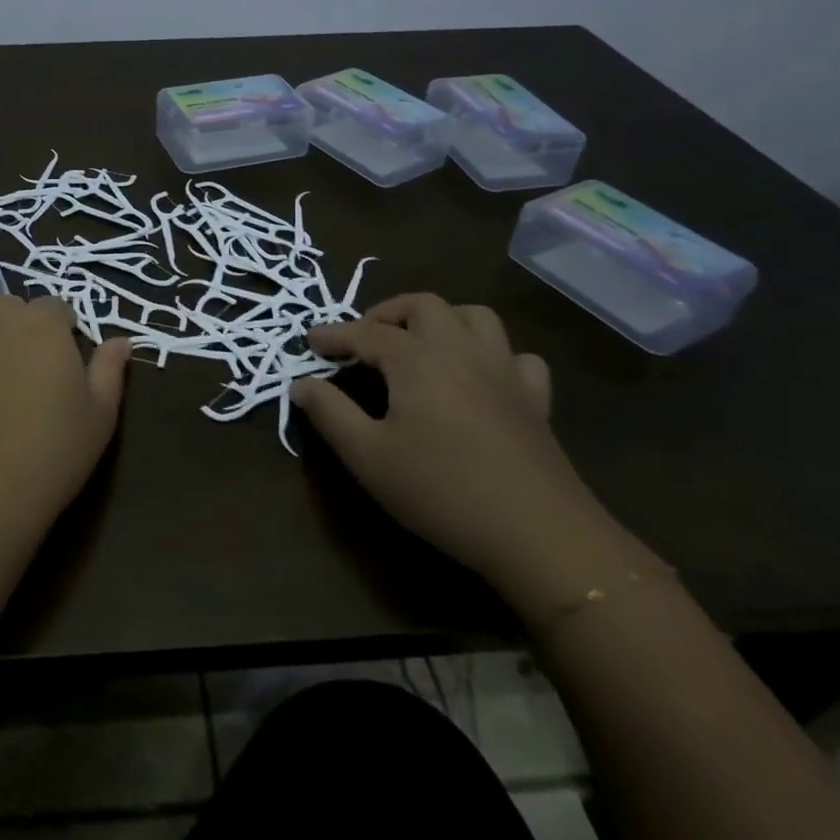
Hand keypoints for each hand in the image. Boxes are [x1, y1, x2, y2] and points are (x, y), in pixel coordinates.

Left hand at [0, 296, 131, 543]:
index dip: (62, 333)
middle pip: (10, 311)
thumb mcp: (99, 418)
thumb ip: (109, 370)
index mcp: (42, 327)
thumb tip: (120, 340)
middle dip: (20, 331)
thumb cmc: (49, 456)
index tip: (62, 367)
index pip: (56, 308)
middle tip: (25, 377)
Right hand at [293, 293, 633, 609]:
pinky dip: (493, 356)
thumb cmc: (441, 490)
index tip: (310, 341)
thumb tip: (301, 384)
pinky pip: (517, 358)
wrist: (538, 533)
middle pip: (423, 305)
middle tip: (364, 340)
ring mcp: (504, 372)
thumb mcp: (368, 456)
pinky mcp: (535, 400)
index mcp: (417, 359)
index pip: (366, 333)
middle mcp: (461, 350)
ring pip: (475, 317)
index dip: (334, 334)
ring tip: (420, 345)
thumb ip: (329, 413)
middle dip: (387, 313)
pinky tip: (481, 378)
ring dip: (442, 320)